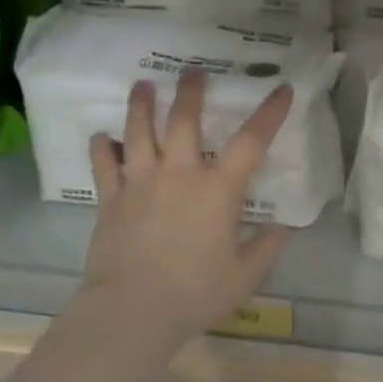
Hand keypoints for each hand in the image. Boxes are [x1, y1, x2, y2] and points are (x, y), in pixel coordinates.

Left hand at [79, 70, 292, 348]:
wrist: (132, 310)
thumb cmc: (195, 293)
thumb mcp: (245, 276)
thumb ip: (266, 248)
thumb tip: (281, 227)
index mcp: (217, 190)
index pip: (251, 141)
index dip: (270, 113)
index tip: (282, 89)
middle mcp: (178, 174)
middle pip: (184, 120)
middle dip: (190, 92)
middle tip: (192, 71)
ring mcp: (140, 183)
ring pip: (138, 132)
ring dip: (141, 104)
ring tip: (142, 84)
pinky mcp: (110, 199)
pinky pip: (103, 165)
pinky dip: (102, 147)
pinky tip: (101, 136)